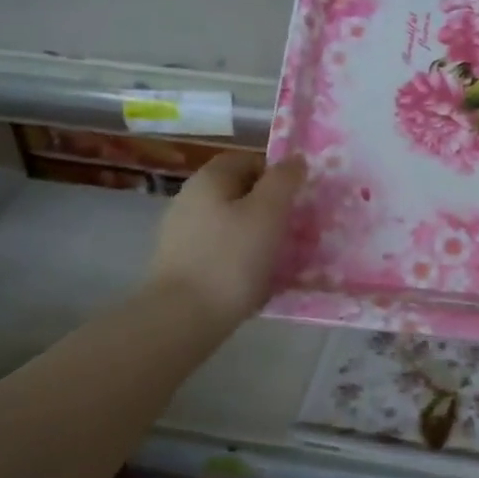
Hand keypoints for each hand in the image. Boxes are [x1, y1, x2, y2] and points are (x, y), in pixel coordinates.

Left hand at [148, 152, 306, 327]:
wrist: (183, 317)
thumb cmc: (231, 258)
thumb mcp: (268, 213)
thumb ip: (284, 181)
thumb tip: (294, 160)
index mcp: (210, 178)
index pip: (249, 160)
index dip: (276, 175)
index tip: (297, 200)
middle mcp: (190, 198)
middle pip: (239, 192)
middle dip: (268, 208)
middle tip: (294, 229)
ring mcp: (181, 232)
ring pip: (231, 223)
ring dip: (256, 235)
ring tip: (279, 258)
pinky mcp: (181, 264)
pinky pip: (220, 250)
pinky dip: (239, 259)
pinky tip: (254, 279)